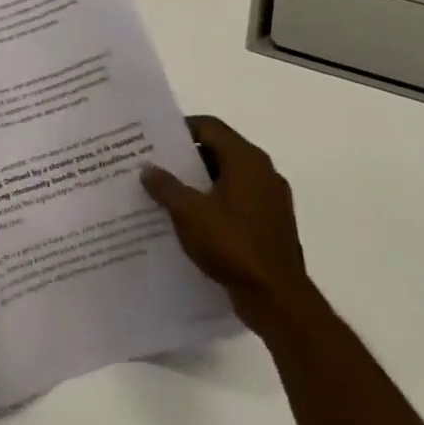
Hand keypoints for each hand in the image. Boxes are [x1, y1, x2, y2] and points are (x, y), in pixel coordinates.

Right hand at [141, 116, 310, 335]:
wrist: (276, 297)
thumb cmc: (232, 245)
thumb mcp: (188, 212)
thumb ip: (165, 186)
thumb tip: (148, 168)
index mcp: (246, 160)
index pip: (210, 127)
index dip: (180, 128)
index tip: (153, 138)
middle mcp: (263, 172)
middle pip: (219, 150)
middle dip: (186, 156)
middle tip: (153, 164)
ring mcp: (271, 199)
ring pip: (227, 177)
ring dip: (198, 181)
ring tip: (165, 191)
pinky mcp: (271, 223)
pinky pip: (237, 200)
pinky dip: (213, 201)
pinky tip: (189, 218)